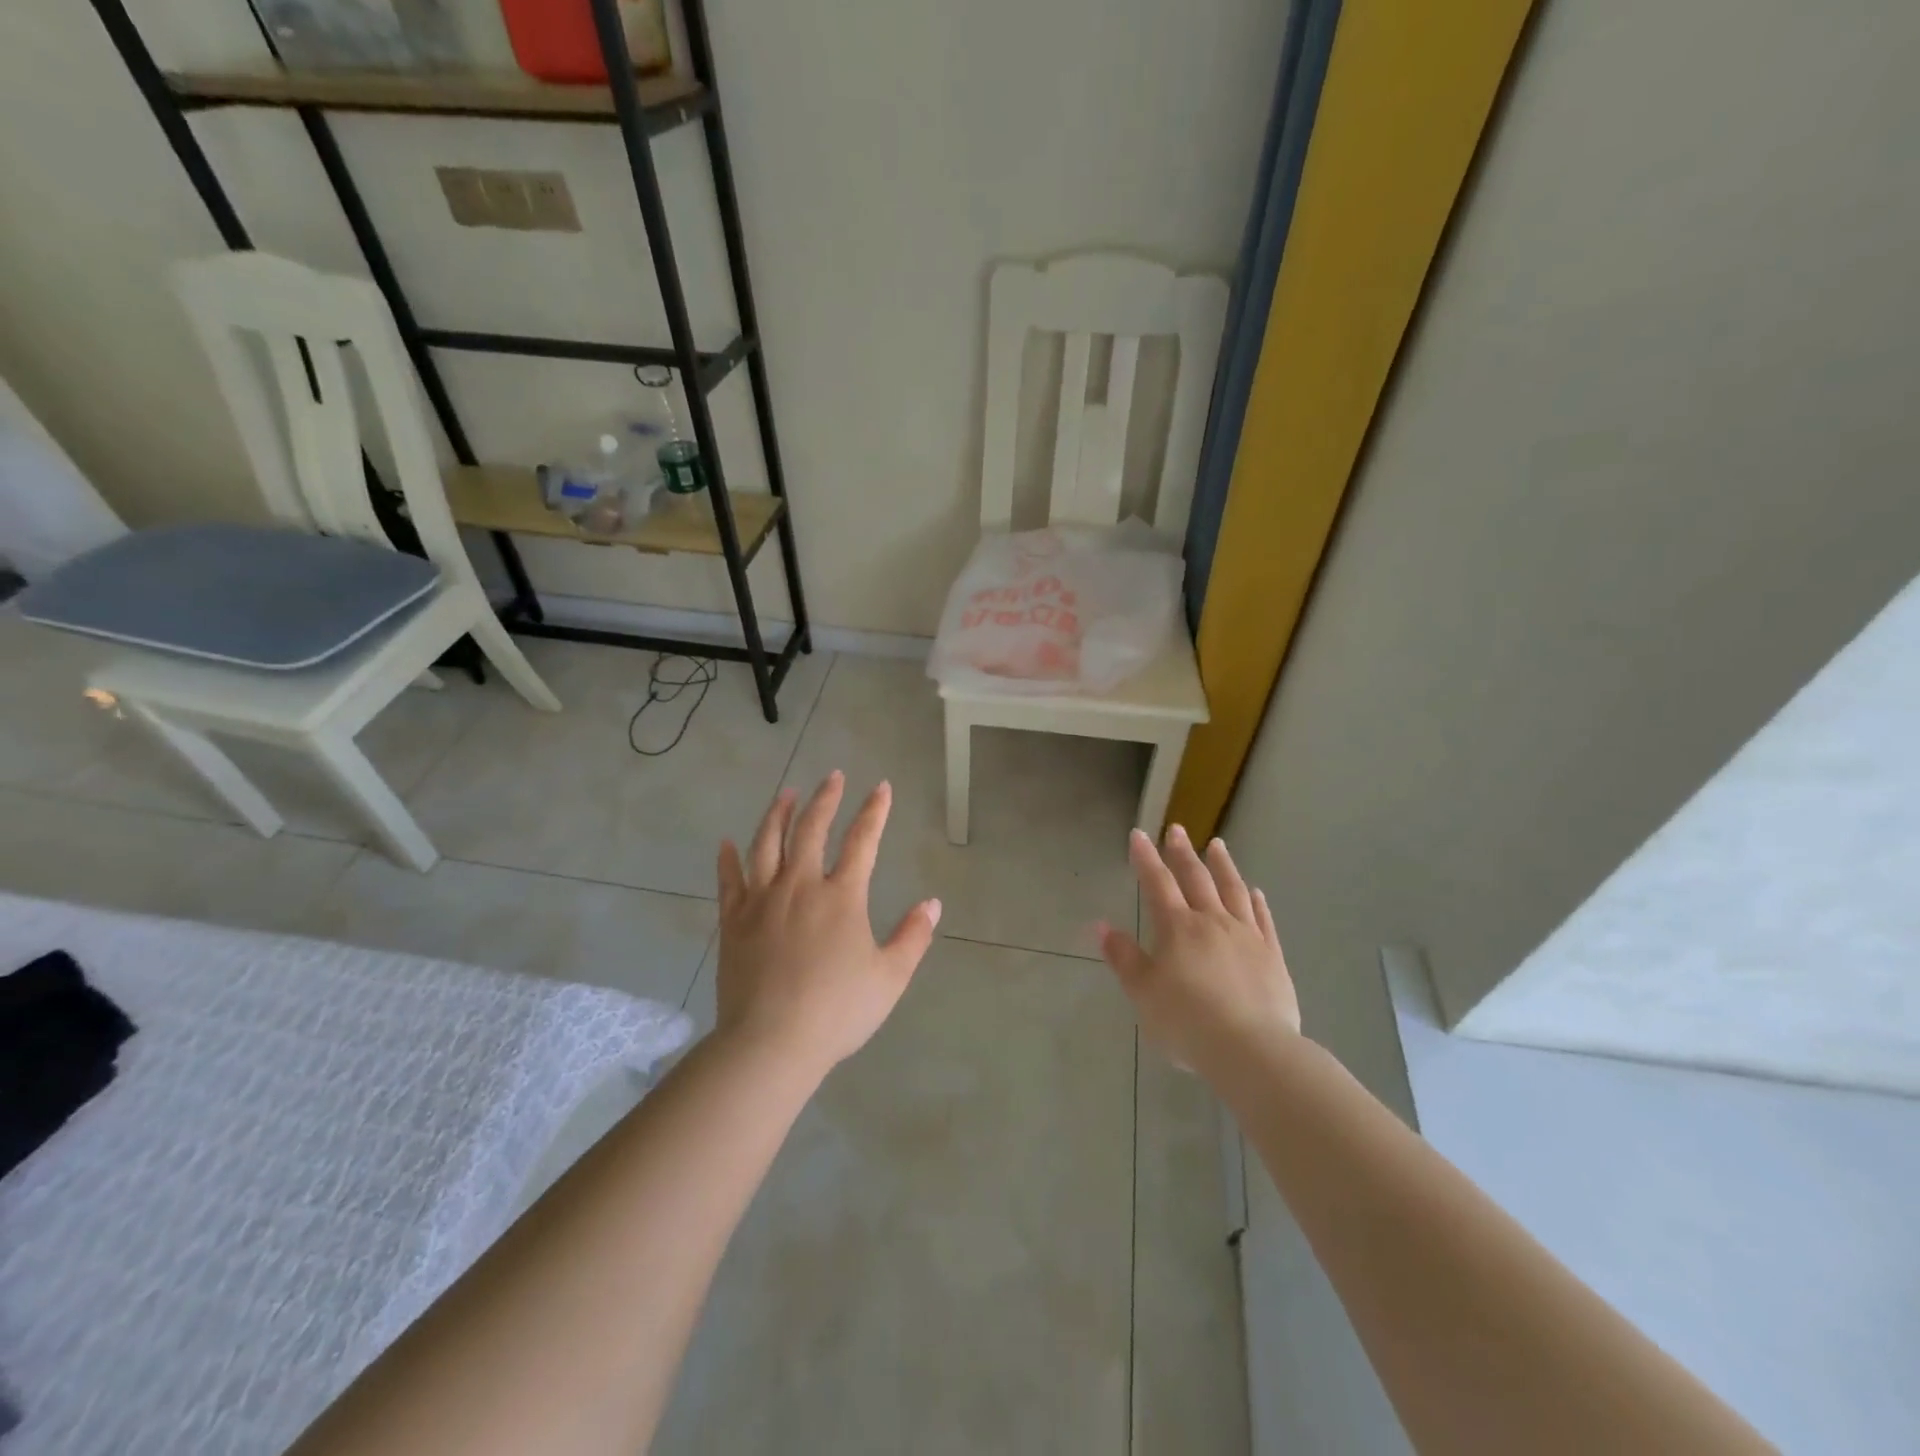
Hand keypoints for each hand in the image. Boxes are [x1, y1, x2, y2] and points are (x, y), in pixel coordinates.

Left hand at [715, 771, 940, 1077]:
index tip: (881, 787)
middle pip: (811, 829)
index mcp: (841, 896)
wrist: (771, 1042)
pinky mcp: (733, 921)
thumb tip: (933, 904)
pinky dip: (728, 859)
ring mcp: (762, 900)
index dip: (874, 811)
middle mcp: (801, 886)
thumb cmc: (837, 1011)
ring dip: (778, 814)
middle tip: (832, 776)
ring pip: (767, 844)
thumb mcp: (890, 978)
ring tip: (786, 794)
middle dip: (825, 798)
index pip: (862, 840)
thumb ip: (913, 937)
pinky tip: (726, 843)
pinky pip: (729, 881)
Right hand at [1097, 825, 1299, 1077]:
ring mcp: (1246, 936)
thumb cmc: (1187, 1022)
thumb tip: (1100, 925)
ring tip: (1218, 845)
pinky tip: (1254, 892)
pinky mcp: (1272, 956)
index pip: (1157, 883)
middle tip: (1177, 829)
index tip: (1139, 834)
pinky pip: (1263, 919)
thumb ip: (1124, 957)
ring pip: (1233, 891)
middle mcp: (1212, 922)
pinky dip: (1256, 902)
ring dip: (1223, 866)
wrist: (1251, 1050)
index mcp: (1178, 928)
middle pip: (1196, 879)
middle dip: (1183, 852)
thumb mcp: (1143, 992)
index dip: (1146, 857)